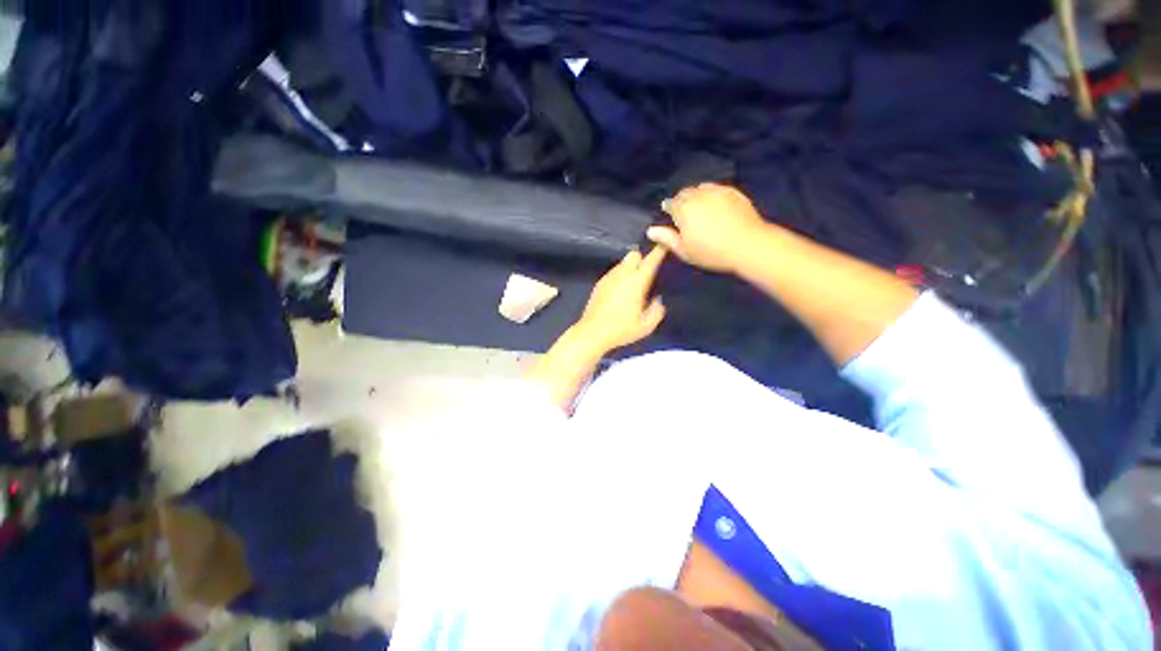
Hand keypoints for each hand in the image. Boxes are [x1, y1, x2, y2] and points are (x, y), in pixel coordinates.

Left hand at [573, 246, 667, 352]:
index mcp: (636, 282)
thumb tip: (658, 300)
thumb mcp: (646, 326)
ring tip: (633, 283)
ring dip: (630, 267)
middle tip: (646, 272)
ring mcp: (609, 278)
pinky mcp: (600, 283)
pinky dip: (620, 275)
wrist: (592, 333)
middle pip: (634, 255)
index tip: (665, 244)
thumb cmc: (621, 330)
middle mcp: (622, 275)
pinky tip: (620, 290)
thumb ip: (657, 311)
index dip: (659, 251)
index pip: (650, 261)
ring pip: (623, 262)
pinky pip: (613, 272)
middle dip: (642, 258)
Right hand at [648, 183, 767, 272]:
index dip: (668, 208)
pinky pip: (717, 188)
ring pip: (701, 188)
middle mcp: (698, 196)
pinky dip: (712, 194)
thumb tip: (650, 230)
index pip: (670, 203)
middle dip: (681, 200)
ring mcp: (717, 191)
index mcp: (683, 209)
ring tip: (699, 206)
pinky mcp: (733, 192)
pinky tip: (715, 204)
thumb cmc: (711, 252)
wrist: (747, 244)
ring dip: (696, 195)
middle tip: (684, 212)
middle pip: (685, 193)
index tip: (669, 214)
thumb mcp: (684, 251)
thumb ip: (667, 238)